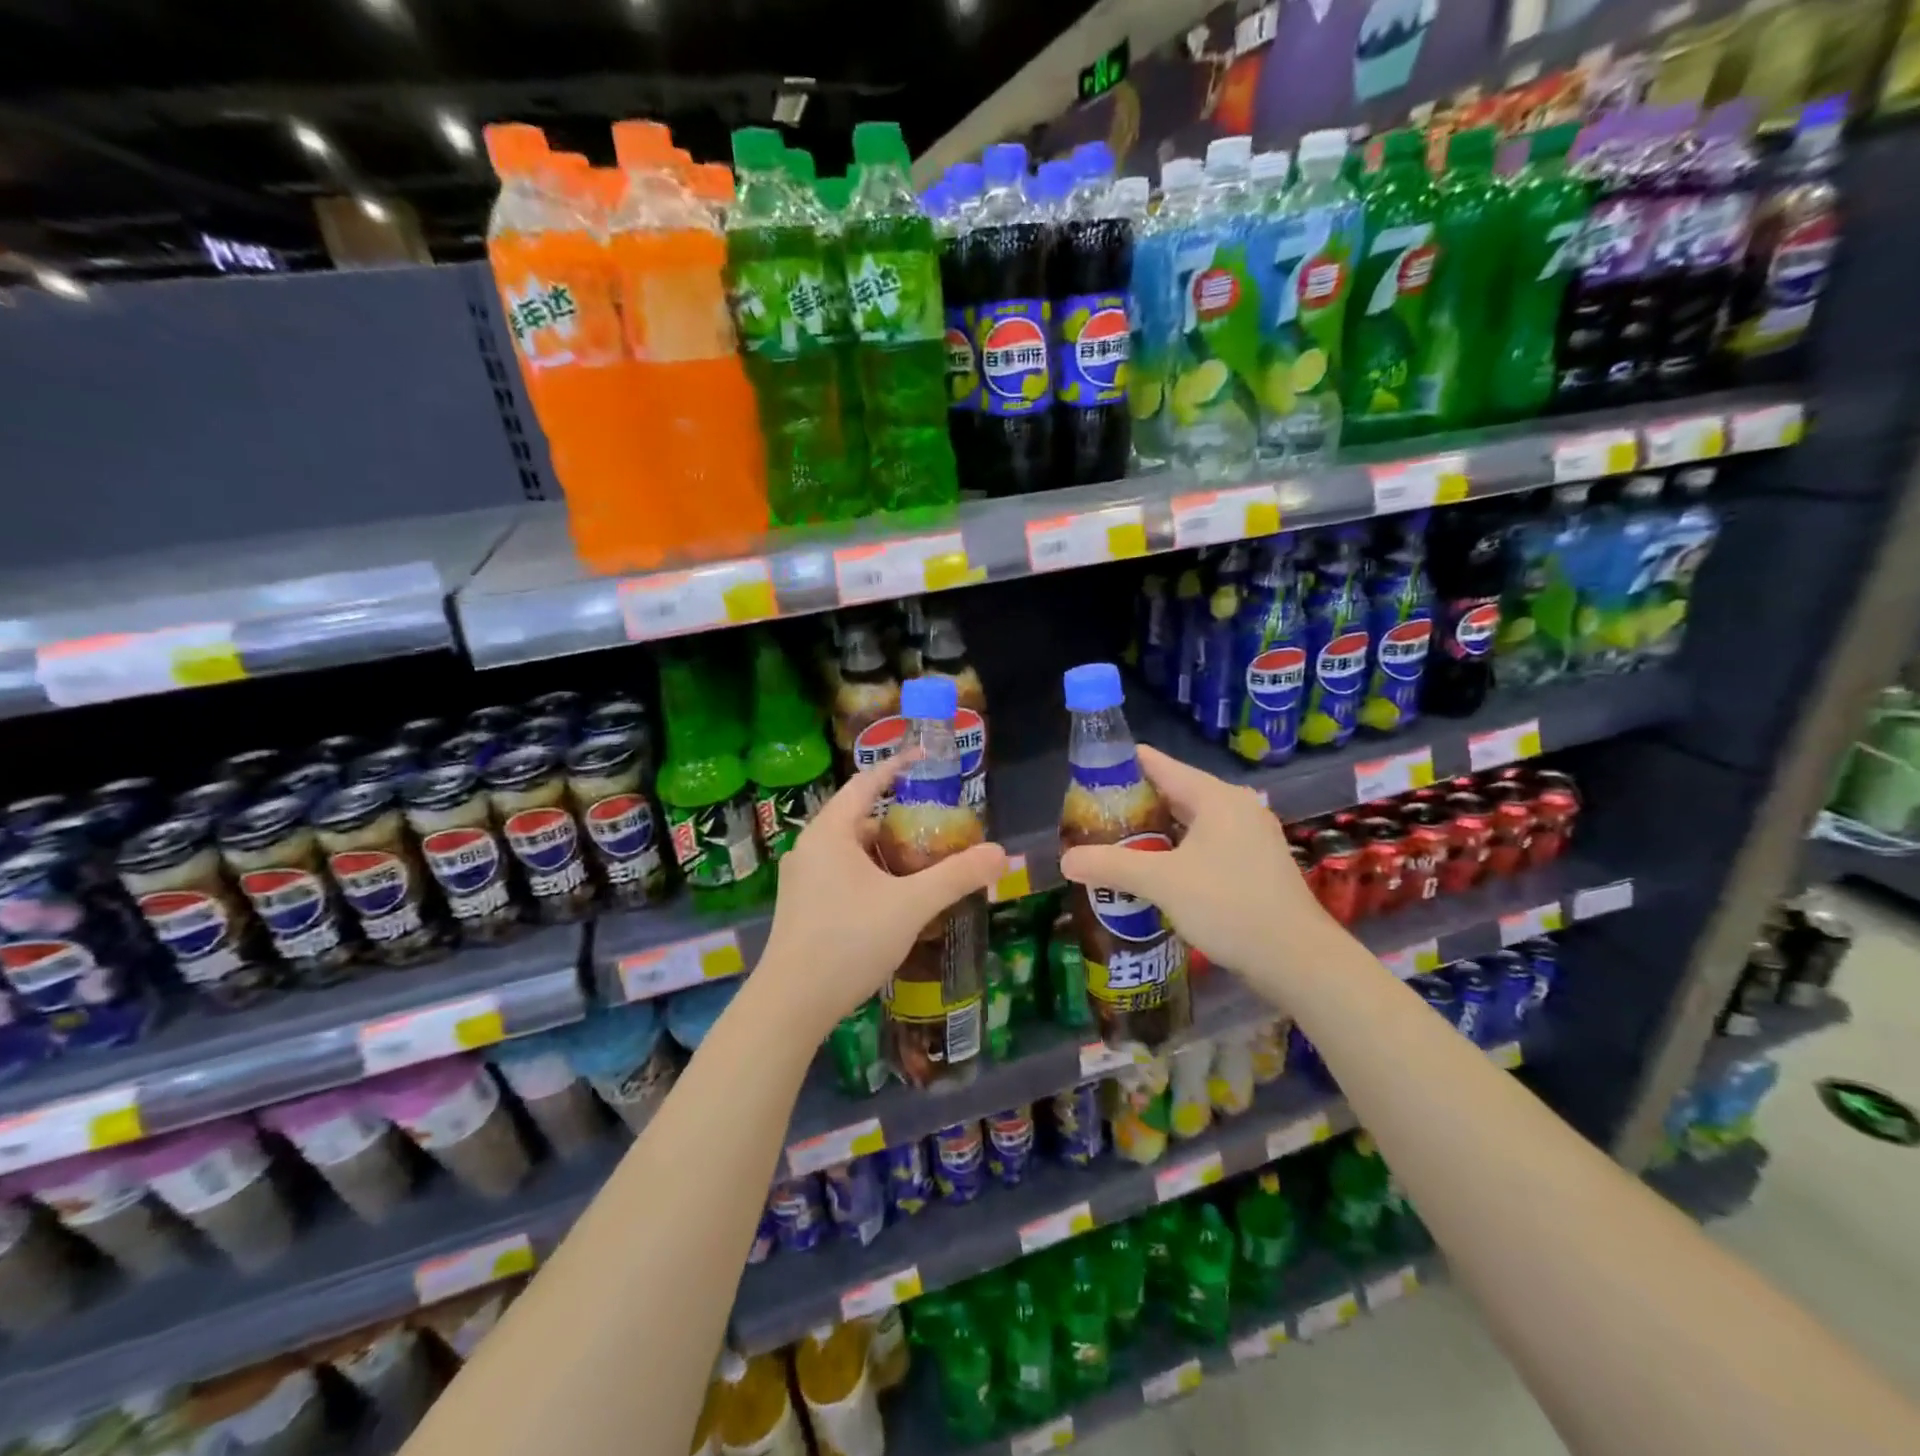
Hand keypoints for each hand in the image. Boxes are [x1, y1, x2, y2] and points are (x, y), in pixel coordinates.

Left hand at [753, 759, 1007, 1041]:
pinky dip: (870, 874)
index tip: (927, 759)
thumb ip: (957, 876)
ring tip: (921, 864)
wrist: (792, 1003)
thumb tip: (1002, 853)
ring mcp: (801, 878)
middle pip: (860, 817)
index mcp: (830, 832)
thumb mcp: (911, 905)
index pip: (866, 782)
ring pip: (850, 850)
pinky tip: (892, 900)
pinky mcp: (801, 906)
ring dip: (884, 851)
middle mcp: (810, 847)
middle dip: (898, 818)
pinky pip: (841, 874)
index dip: (898, 766)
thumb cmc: (849, 940)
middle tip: (936, 826)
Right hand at [1057, 745, 1334, 991]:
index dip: (1123, 765)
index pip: (1160, 765)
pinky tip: (1154, 873)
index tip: (1089, 775)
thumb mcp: (1162, 882)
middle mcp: (1236, 808)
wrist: (1298, 960)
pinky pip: (1206, 846)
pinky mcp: (1255, 866)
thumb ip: (1111, 865)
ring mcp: (1250, 837)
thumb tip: (1065, 860)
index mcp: (1216, 797)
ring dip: (1156, 833)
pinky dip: (1177, 852)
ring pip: (1191, 823)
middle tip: (1095, 817)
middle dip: (1135, 805)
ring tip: (1116, 844)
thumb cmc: (1229, 905)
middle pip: (1175, 793)